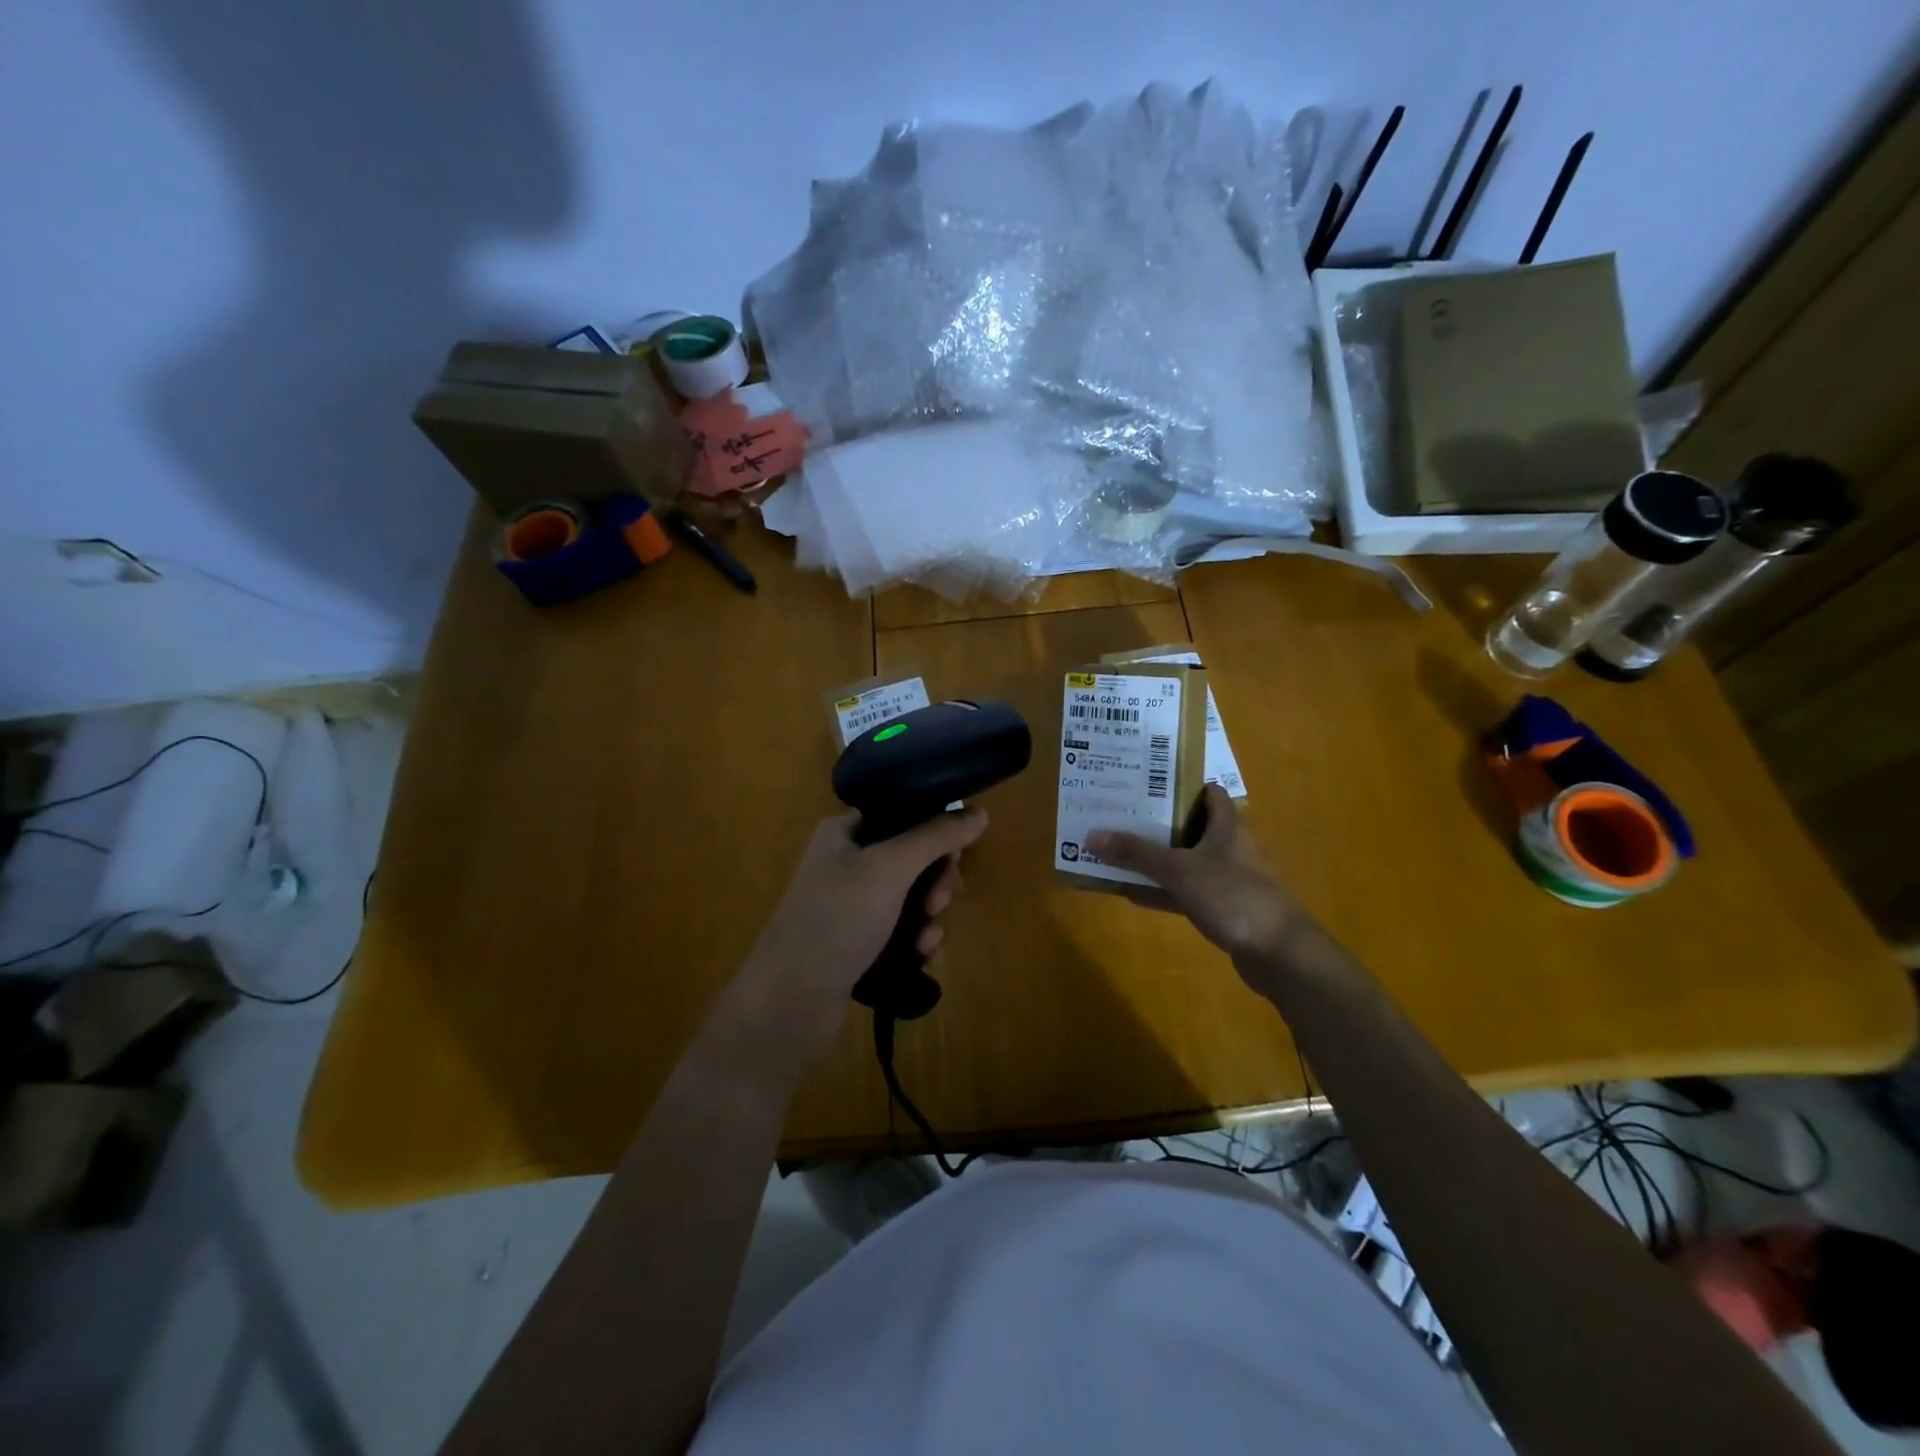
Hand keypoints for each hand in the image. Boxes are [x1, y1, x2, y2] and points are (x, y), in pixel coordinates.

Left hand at [744, 808, 988, 1011]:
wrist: (790, 1000)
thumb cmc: (837, 919)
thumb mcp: (890, 868)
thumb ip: (936, 836)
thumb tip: (980, 812)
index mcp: (846, 832)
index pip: (905, 814)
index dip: (936, 833)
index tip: (954, 858)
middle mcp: (849, 861)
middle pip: (915, 859)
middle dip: (936, 883)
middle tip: (938, 903)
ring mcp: (853, 904)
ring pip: (914, 897)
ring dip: (931, 917)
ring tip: (926, 941)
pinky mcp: (860, 941)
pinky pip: (903, 929)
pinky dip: (918, 940)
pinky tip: (923, 958)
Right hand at [1085, 785, 1311, 967]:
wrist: (1281, 954)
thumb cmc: (1234, 896)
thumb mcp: (1179, 870)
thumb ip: (1136, 853)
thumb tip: (1091, 835)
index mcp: (1227, 825)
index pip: (1206, 791)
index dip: (1178, 784)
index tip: (1143, 783)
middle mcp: (1230, 846)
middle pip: (1190, 825)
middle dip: (1156, 821)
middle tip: (1119, 815)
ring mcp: (1228, 879)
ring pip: (1186, 860)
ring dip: (1157, 858)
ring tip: (1117, 850)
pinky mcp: (1225, 908)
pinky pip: (1186, 891)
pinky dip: (1163, 891)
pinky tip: (1132, 893)